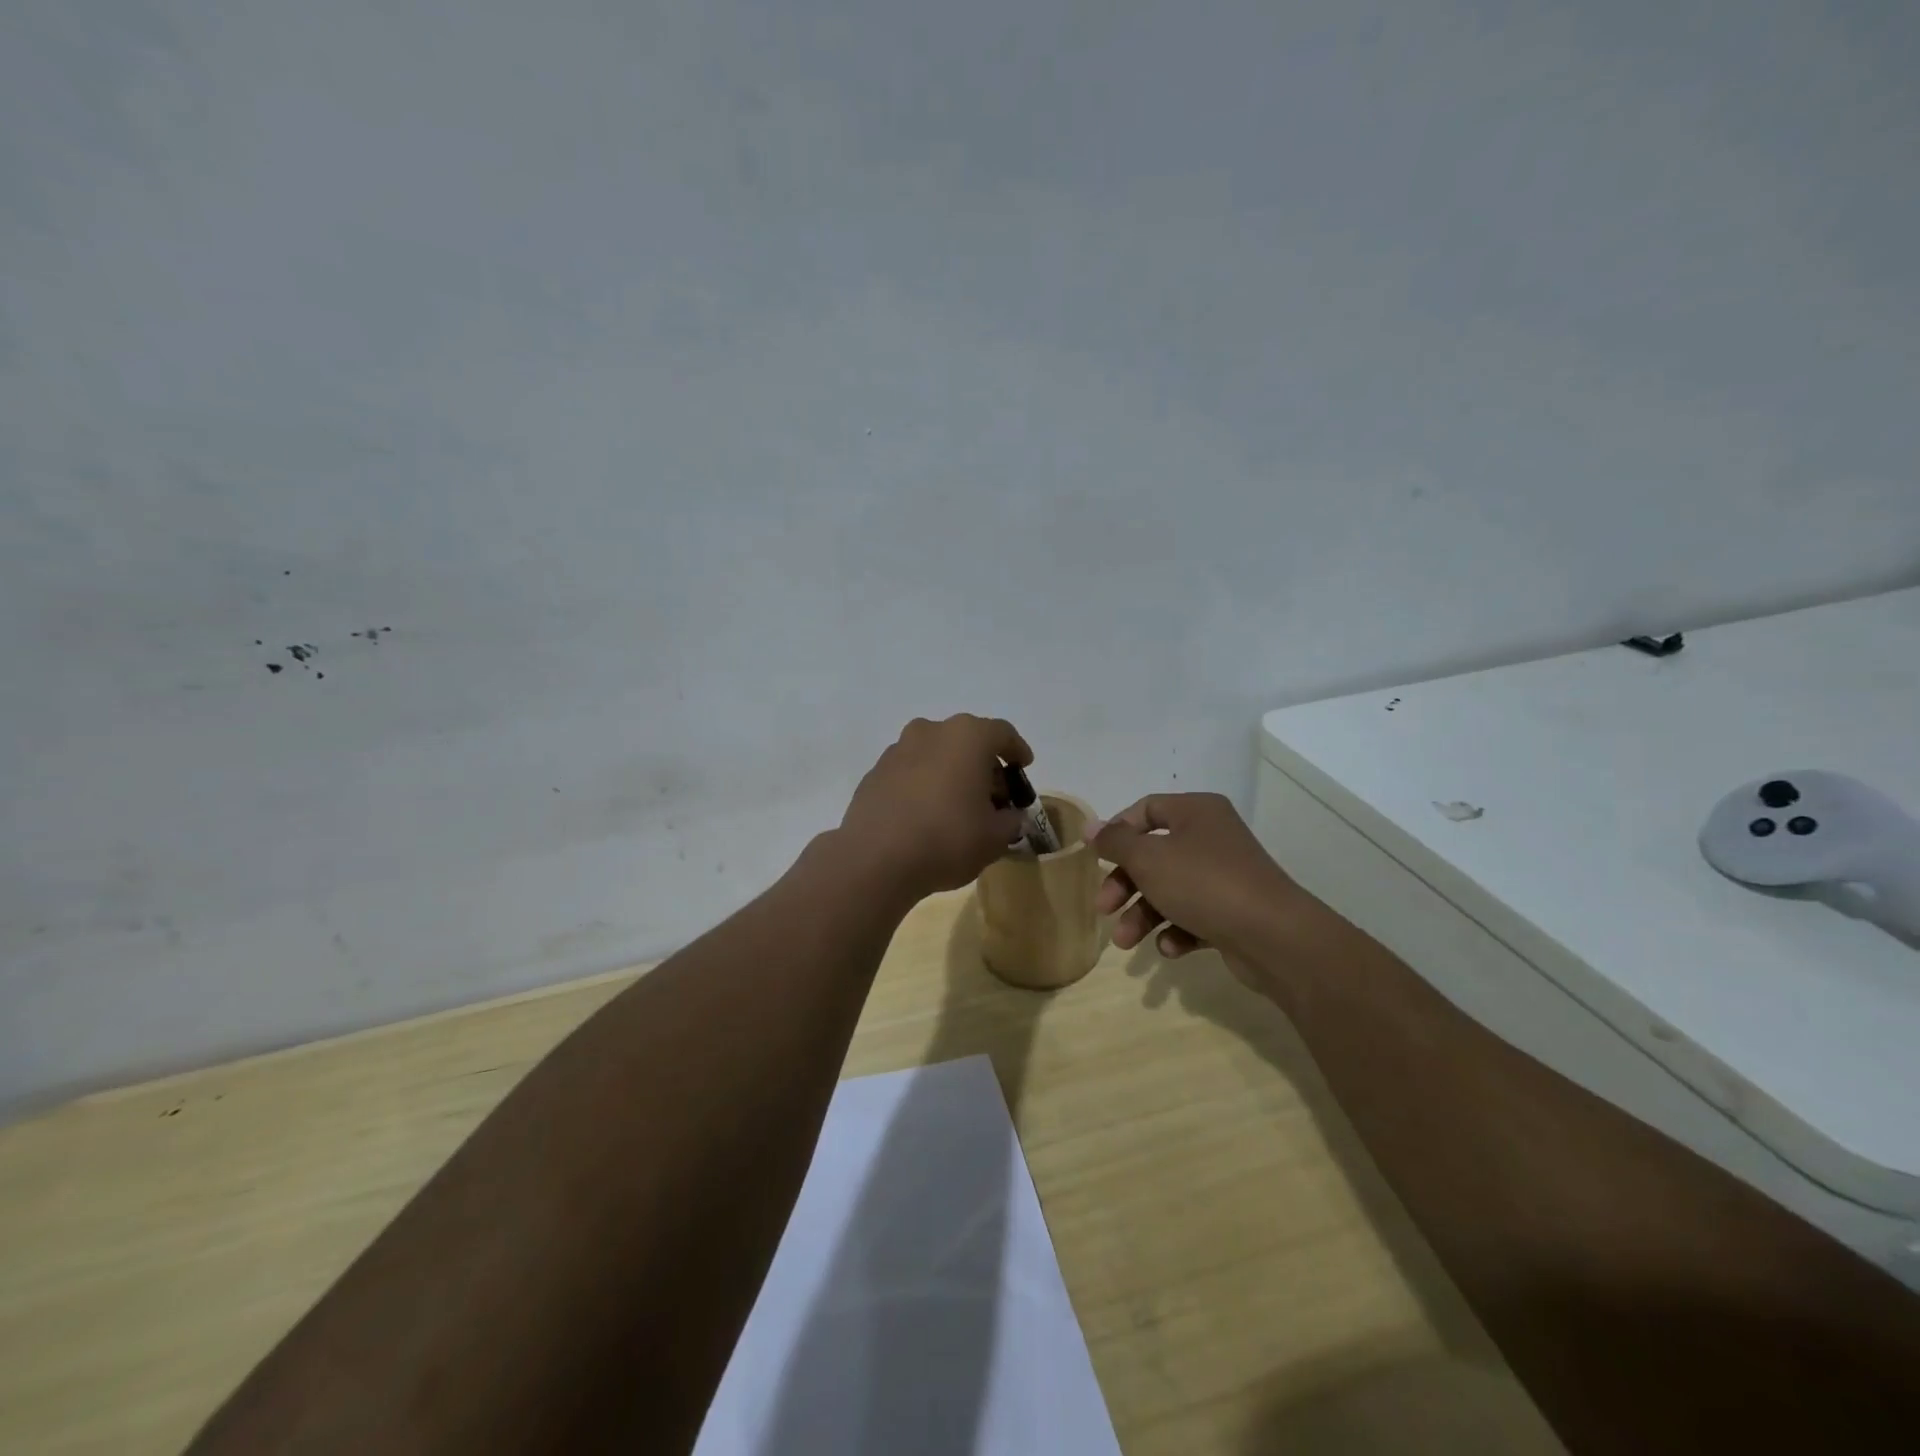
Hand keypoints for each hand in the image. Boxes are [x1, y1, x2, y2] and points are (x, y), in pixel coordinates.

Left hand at [839, 715, 1031, 901]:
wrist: (876, 859)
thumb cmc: (947, 838)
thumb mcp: (995, 837)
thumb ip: (1011, 821)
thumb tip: (1009, 816)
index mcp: (966, 736)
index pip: (1002, 733)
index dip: (1017, 750)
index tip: (1023, 767)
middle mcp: (930, 732)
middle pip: (966, 741)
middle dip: (983, 765)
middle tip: (994, 796)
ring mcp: (897, 750)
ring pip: (935, 754)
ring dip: (951, 773)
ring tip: (959, 806)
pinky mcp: (874, 773)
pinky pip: (910, 772)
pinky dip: (924, 786)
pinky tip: (927, 815)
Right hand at [1090, 793, 1300, 964]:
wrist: (1273, 936)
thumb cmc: (1203, 883)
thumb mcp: (1148, 859)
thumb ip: (1115, 842)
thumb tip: (1091, 828)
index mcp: (1196, 812)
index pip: (1146, 809)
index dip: (1117, 832)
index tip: (1096, 857)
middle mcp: (1211, 838)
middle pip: (1153, 855)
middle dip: (1125, 885)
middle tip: (1104, 908)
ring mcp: (1225, 876)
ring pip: (1170, 889)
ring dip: (1143, 915)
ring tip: (1127, 943)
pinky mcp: (1233, 911)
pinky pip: (1194, 915)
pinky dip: (1176, 931)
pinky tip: (1170, 948)